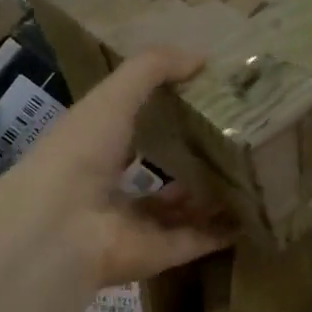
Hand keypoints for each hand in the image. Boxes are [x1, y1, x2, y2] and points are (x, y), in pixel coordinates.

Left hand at [3, 48, 234, 286]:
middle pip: (158, 177)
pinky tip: (251, 216)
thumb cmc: (80, 152)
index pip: (131, 131)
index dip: (160, 116)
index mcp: (95, 150)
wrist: (60, 226)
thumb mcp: (113, 96)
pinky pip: (196, 241)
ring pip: (179, 213)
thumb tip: (202, 57)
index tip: (201, 101)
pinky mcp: (159, 255)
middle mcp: (114, 190)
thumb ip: (151, 70)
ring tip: (247, 176)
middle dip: (189, 163)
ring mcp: (136, 226)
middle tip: (232, 143)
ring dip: (208, 198)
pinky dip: (221, 232)